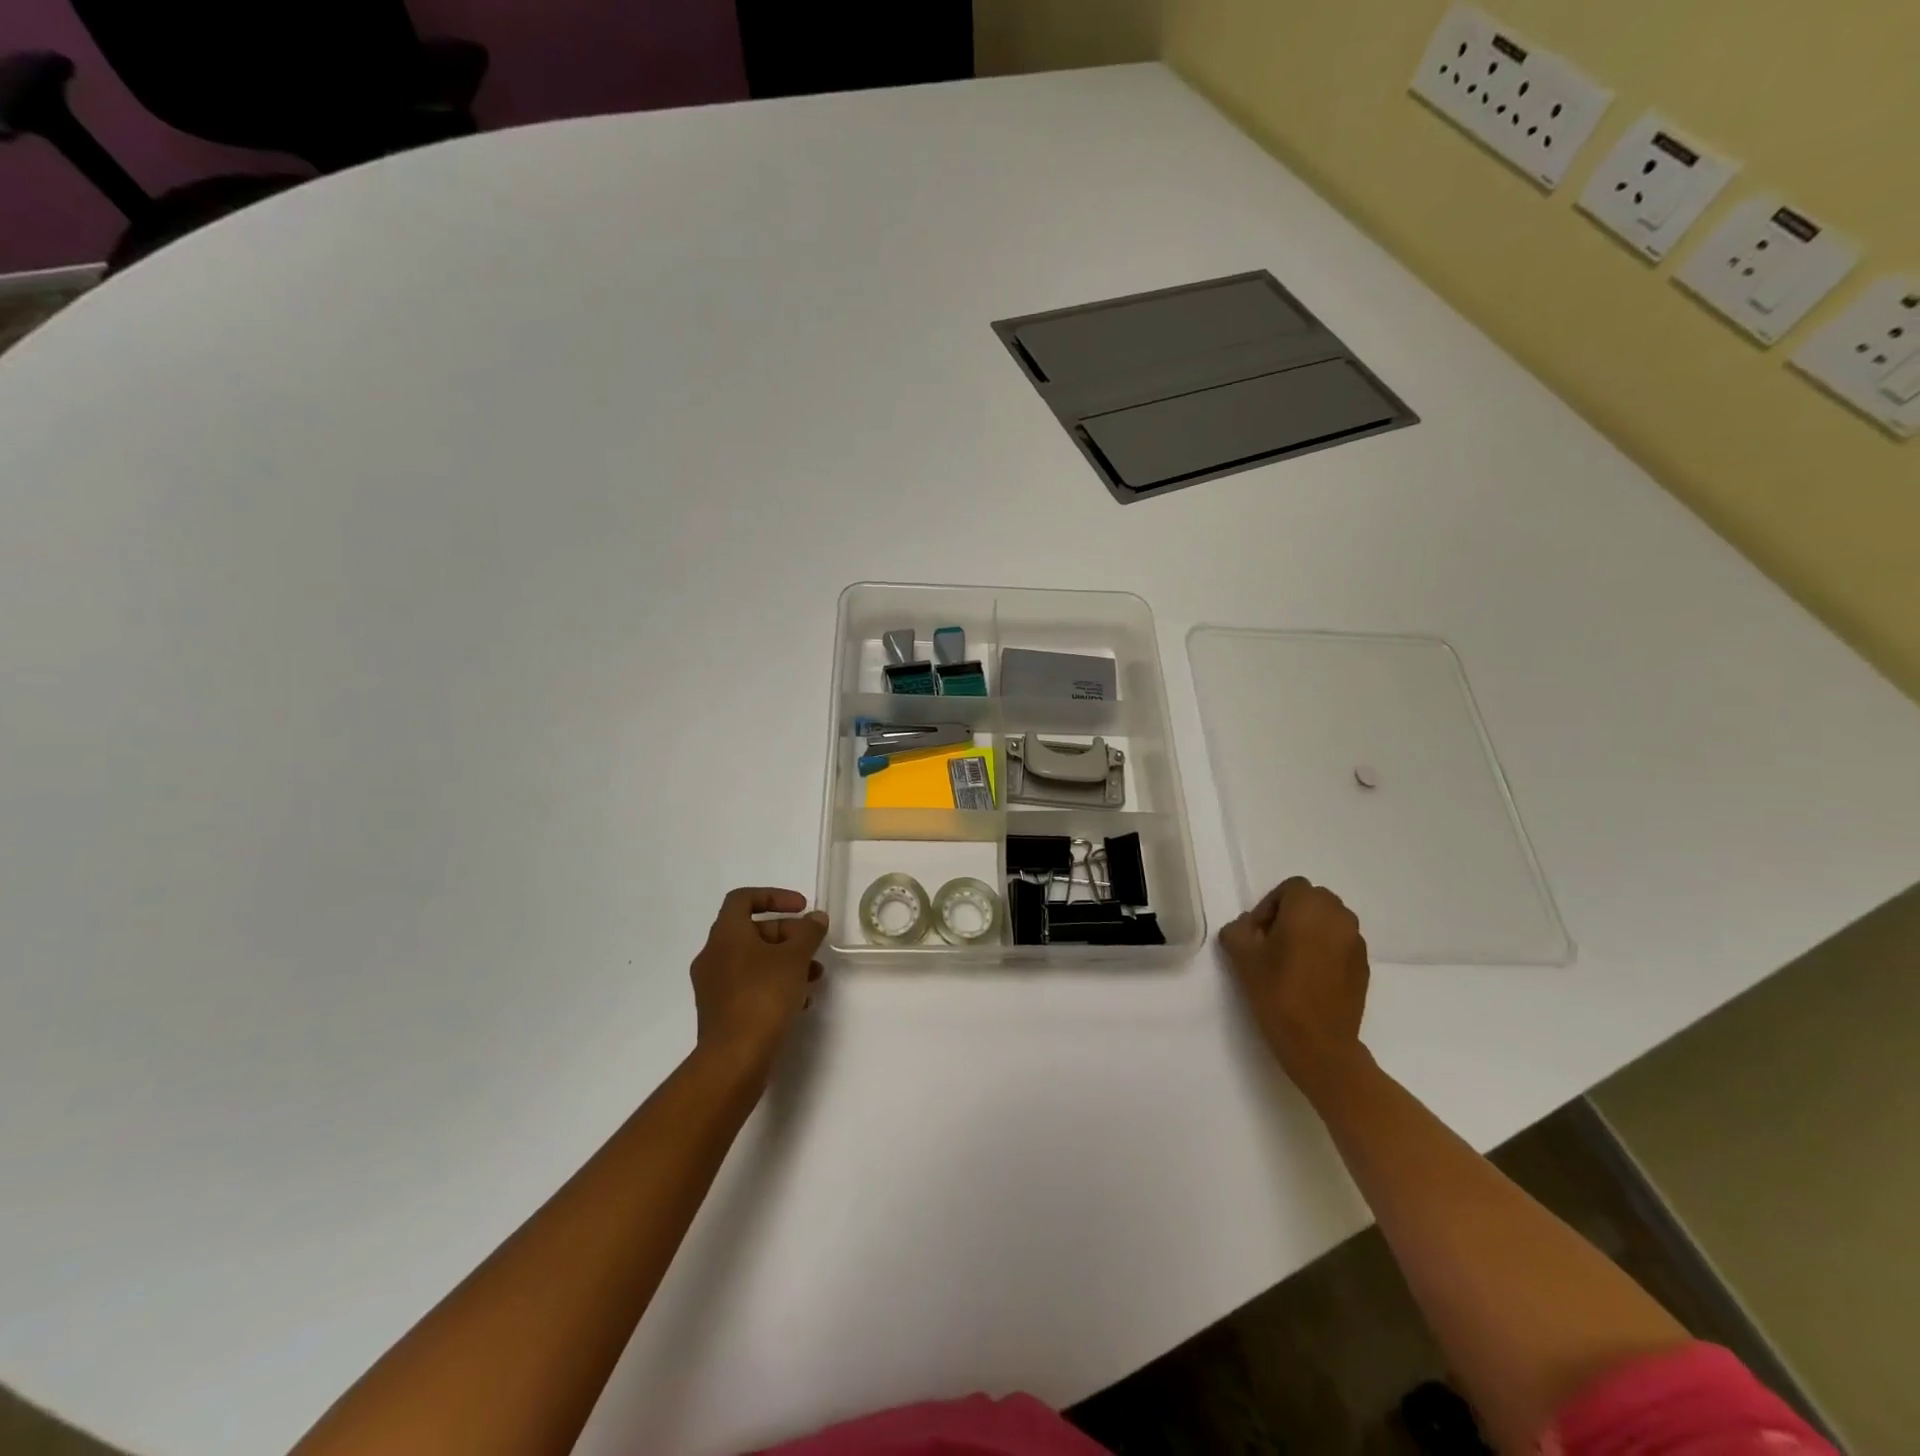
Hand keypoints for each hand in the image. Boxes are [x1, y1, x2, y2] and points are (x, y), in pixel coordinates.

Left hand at [690, 888, 828, 1074]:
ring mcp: (713, 985)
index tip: (801, 908)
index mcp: (726, 934)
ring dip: (785, 962)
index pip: (743, 898)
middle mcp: (713, 955)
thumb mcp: (795, 958)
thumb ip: (808, 933)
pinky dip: (773, 984)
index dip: (774, 896)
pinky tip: (799, 1001)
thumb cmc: (763, 996)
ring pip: (753, 961)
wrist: (734, 1058)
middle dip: (787, 935)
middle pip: (752, 931)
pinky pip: (749, 985)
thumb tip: (816, 918)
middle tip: (813, 947)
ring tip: (814, 977)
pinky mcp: (719, 1011)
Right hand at [1219, 877, 1370, 1098]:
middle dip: (1292, 914)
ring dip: (1311, 931)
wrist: (1319, 1043)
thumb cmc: (1277, 992)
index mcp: (1309, 907)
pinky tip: (1310, 977)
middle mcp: (1339, 917)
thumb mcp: (1241, 956)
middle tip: (1272, 943)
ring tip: (1292, 960)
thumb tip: (1248, 927)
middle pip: (1313, 901)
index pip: (1290, 888)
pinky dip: (1326, 950)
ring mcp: (1356, 942)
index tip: (1257, 934)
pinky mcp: (1364, 967)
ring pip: (1330, 922)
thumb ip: (1238, 929)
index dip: (1270, 906)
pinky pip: (1342, 944)